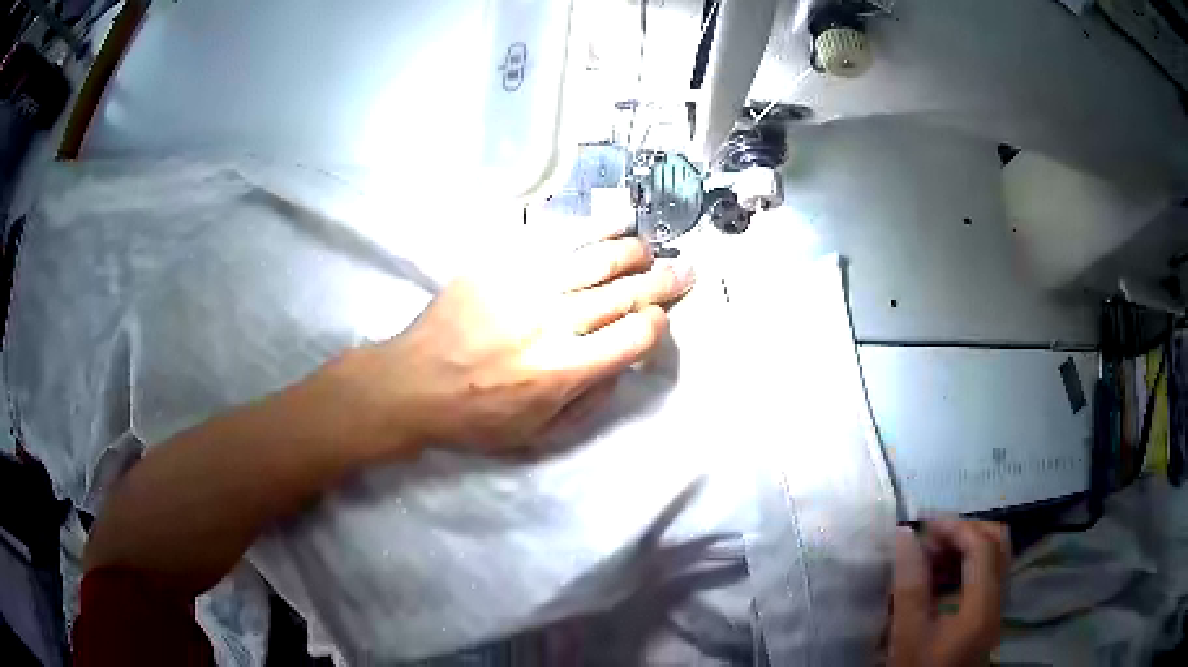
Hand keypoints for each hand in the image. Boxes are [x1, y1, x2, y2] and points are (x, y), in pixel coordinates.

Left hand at [345, 233, 695, 455]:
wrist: (414, 383)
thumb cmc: (476, 417)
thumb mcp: (539, 433)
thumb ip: (591, 401)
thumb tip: (623, 363)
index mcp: (565, 369)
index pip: (635, 335)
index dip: (657, 324)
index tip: (659, 320)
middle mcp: (553, 322)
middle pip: (625, 291)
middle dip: (664, 280)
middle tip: (685, 270)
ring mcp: (525, 286)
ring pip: (596, 257)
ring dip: (632, 250)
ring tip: (648, 248)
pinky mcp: (500, 264)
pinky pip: (552, 238)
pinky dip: (589, 228)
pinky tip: (607, 222)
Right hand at [889, 520, 1010, 666]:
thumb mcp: (908, 636)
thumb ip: (910, 586)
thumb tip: (905, 537)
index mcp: (983, 605)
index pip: (982, 546)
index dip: (954, 527)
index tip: (921, 525)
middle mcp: (999, 600)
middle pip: (997, 543)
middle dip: (964, 531)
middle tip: (930, 538)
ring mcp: (997, 608)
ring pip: (993, 557)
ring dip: (965, 547)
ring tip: (929, 557)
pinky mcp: (988, 616)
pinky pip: (986, 575)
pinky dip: (966, 566)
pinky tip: (939, 579)